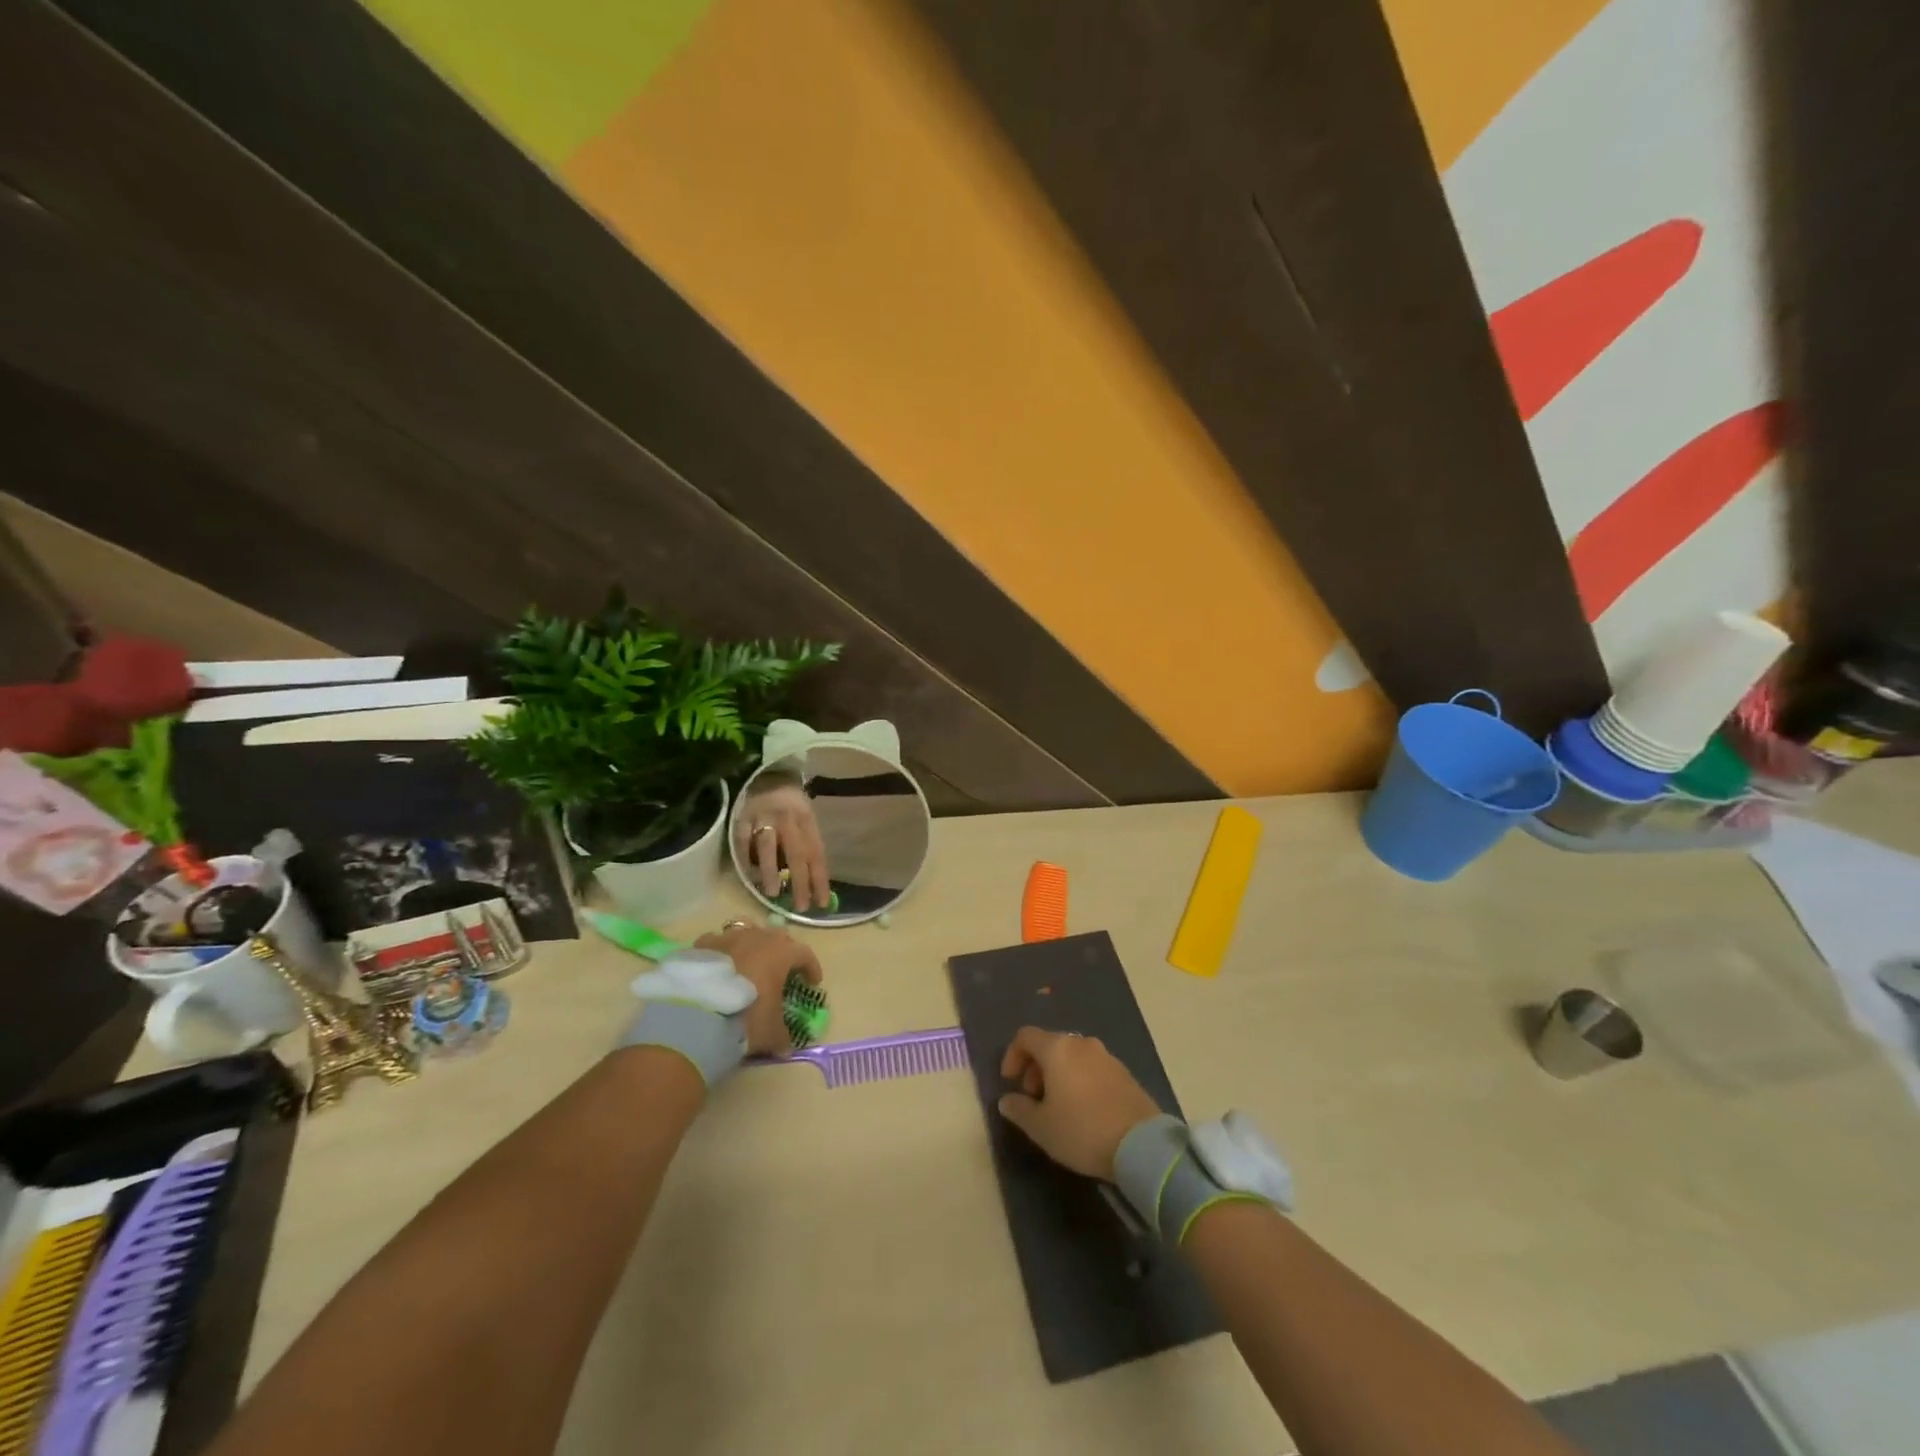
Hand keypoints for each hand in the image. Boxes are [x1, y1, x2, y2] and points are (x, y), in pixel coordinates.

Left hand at [694, 925, 822, 1054]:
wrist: (695, 1016)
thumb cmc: (745, 1018)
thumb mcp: (771, 1033)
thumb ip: (782, 1036)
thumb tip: (786, 1046)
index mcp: (780, 953)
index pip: (804, 954)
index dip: (811, 967)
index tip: (813, 982)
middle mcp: (756, 937)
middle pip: (777, 937)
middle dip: (782, 952)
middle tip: (781, 971)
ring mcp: (727, 937)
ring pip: (747, 932)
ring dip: (752, 946)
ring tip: (748, 963)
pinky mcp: (701, 945)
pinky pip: (717, 942)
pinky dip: (722, 951)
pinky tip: (718, 967)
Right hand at [735, 778, 830, 911]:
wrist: (767, 772)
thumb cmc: (790, 802)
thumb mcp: (806, 817)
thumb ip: (808, 843)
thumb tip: (811, 881)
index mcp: (807, 819)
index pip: (816, 853)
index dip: (820, 879)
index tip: (821, 904)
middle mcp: (788, 818)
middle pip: (796, 853)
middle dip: (800, 882)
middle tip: (800, 907)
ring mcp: (763, 816)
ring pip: (768, 846)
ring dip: (771, 871)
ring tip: (774, 894)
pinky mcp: (742, 817)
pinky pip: (743, 841)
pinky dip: (745, 859)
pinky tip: (749, 876)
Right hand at [996, 1027, 1162, 1179]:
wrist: (1141, 1145)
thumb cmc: (1082, 1130)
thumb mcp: (1041, 1127)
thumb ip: (1019, 1110)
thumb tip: (1007, 1100)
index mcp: (1058, 1049)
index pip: (1026, 1036)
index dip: (1012, 1055)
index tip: (1010, 1082)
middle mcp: (1082, 1044)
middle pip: (1050, 1044)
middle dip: (1036, 1067)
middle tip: (1033, 1097)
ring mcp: (1106, 1056)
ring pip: (1072, 1056)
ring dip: (1058, 1074)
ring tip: (1058, 1106)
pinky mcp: (1125, 1073)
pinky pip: (1092, 1067)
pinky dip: (1080, 1079)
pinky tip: (1084, 1109)